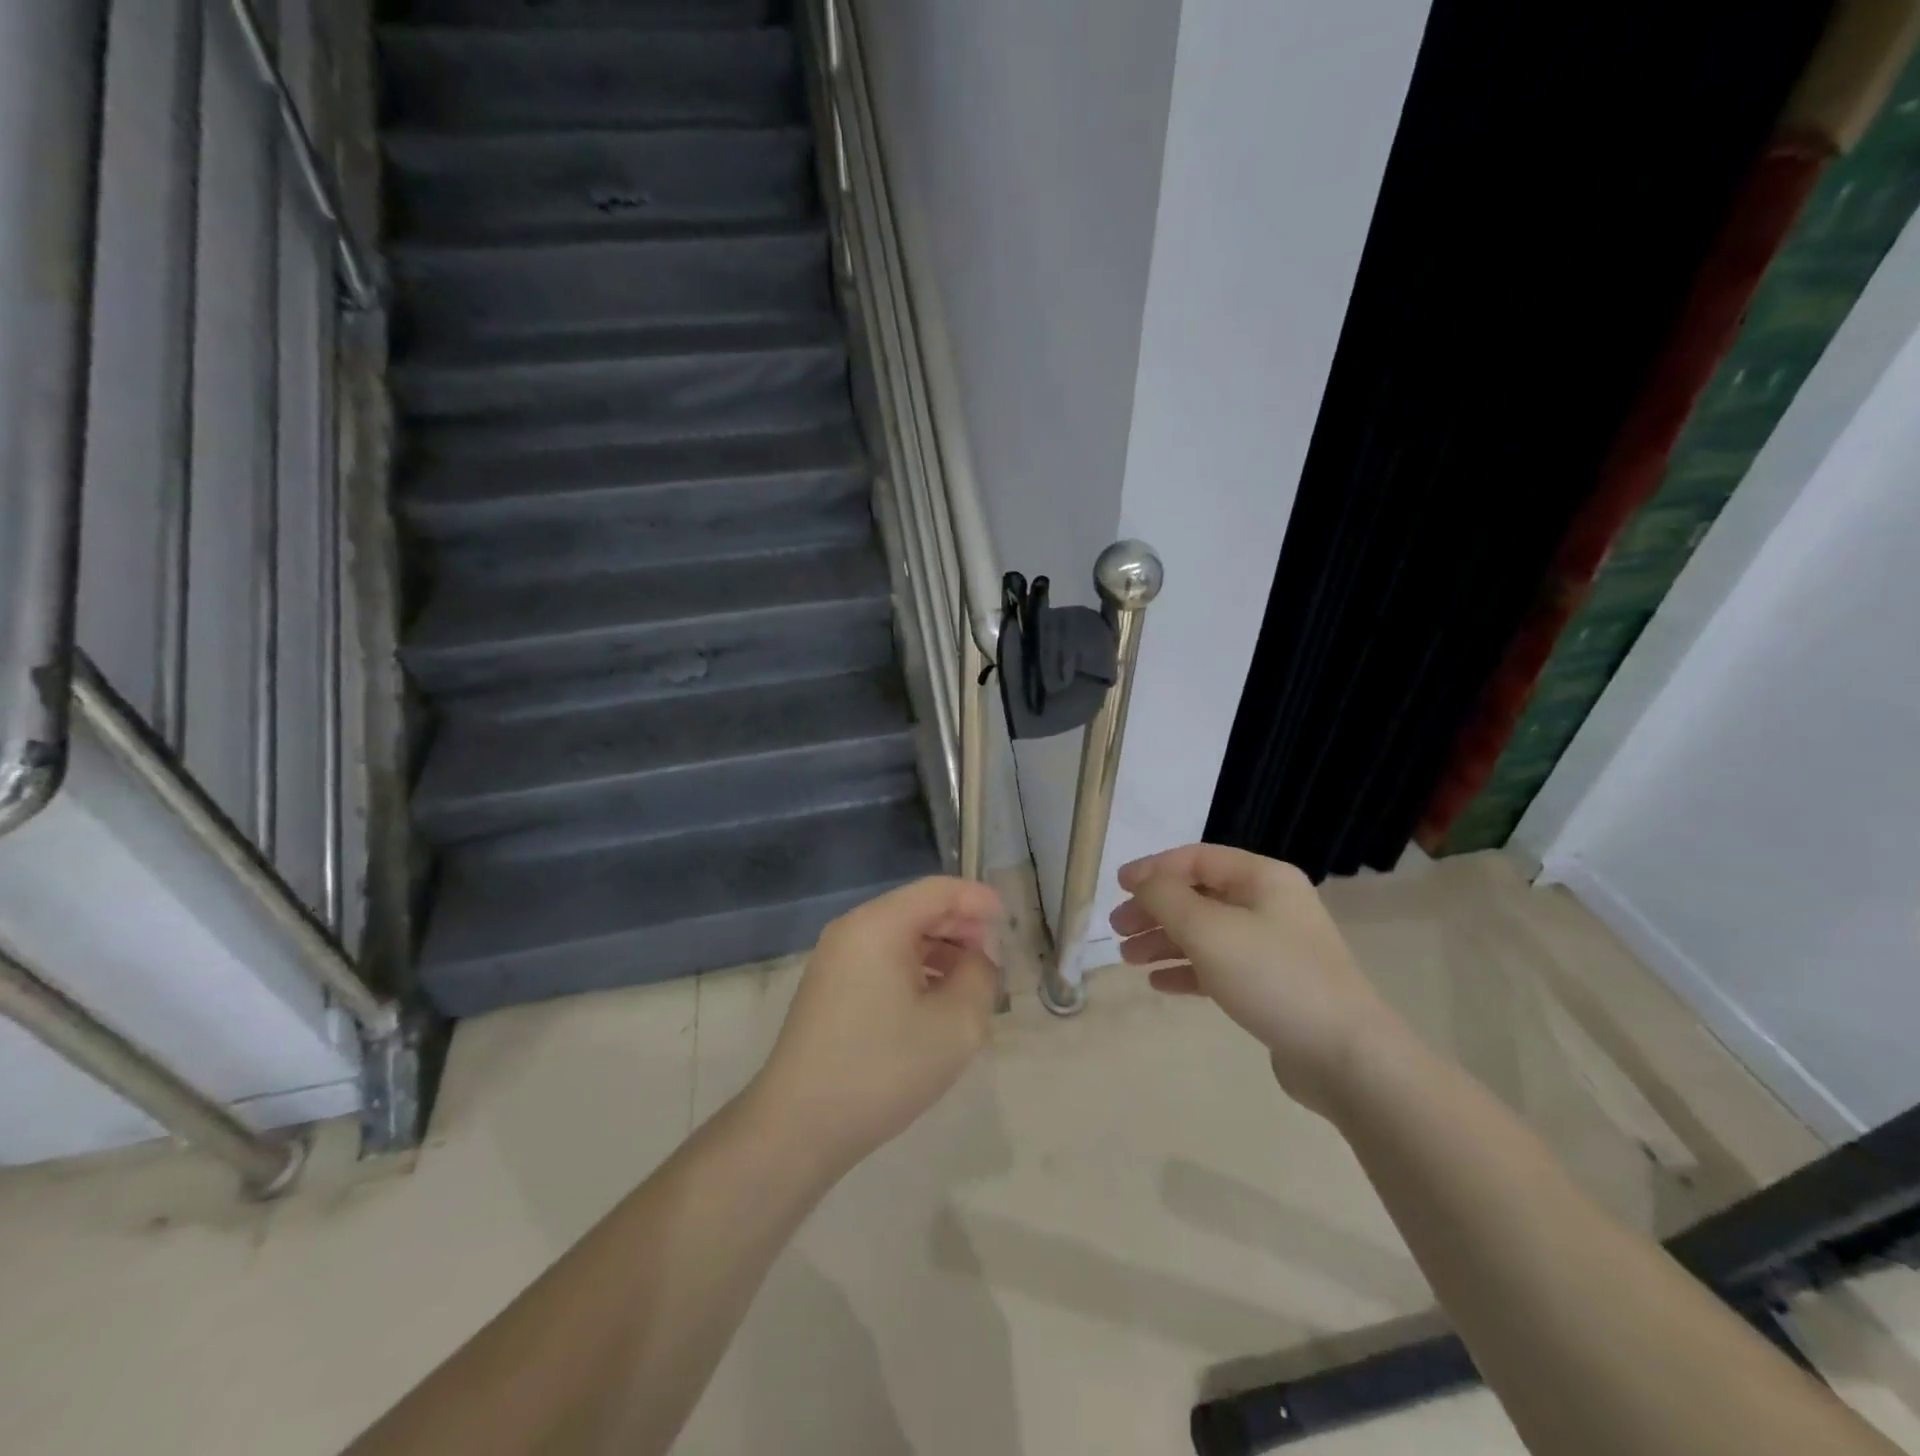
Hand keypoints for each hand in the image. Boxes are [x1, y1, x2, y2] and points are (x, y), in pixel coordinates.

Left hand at [750, 877, 1003, 1175]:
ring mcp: (835, 958)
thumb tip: (979, 957)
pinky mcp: (829, 987)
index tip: (1009, 923)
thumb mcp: (956, 1025)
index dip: (978, 900)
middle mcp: (852, 929)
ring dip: (940, 951)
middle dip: (961, 927)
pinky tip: (935, 1002)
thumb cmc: (883, 1068)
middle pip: (918, 909)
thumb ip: (981, 977)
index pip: (938, 890)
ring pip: (900, 936)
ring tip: (971, 984)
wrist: (799, 1126)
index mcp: (879, 924)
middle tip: (995, 959)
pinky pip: (882, 959)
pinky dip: (915, 968)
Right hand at [1110, 844, 1405, 1114]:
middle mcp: (1270, 905)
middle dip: (1155, 909)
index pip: (1197, 859)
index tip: (1118, 886)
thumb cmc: (1273, 977)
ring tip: (1128, 958)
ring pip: (1206, 933)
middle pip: (1199, 896)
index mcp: (1263, 878)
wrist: (1346, 1057)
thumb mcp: (1209, 930)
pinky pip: (1220, 967)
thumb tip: (1143, 883)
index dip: (1154, 868)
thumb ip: (1166, 898)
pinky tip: (1159, 983)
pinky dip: (1188, 970)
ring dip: (1165, 940)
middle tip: (1118, 929)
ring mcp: (1274, 947)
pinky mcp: (1273, 986)